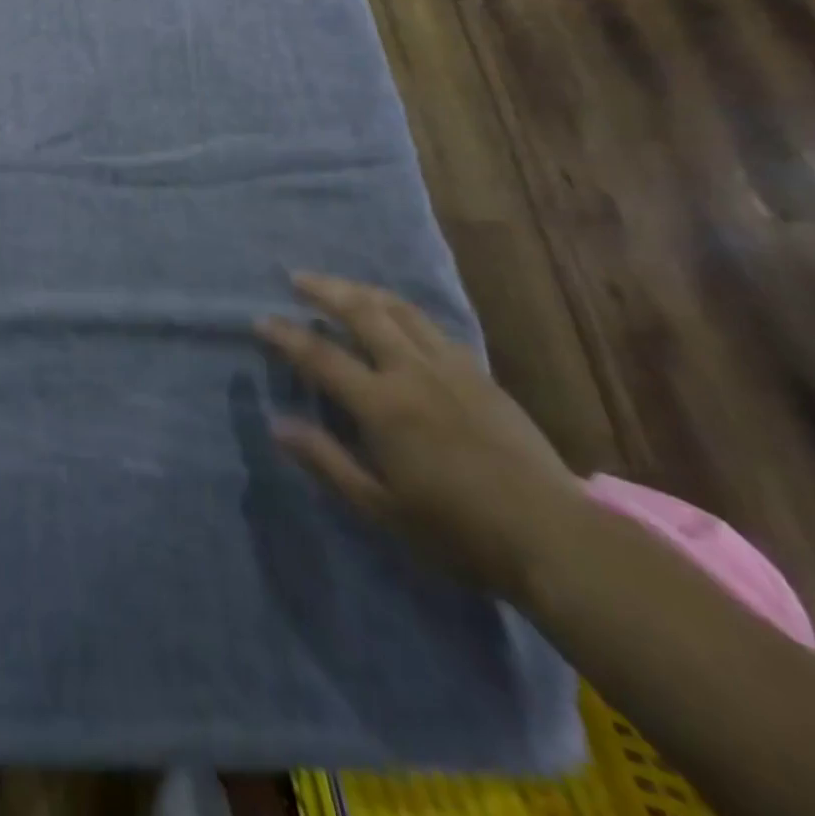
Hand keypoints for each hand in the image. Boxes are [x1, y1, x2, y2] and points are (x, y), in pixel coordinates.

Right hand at [256, 273, 586, 597]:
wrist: (554, 537)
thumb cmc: (458, 530)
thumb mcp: (380, 507)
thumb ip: (326, 460)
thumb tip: (277, 424)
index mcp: (383, 404)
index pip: (321, 355)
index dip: (286, 335)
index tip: (260, 319)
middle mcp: (412, 372)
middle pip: (362, 312)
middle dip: (325, 289)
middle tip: (296, 277)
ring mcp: (451, 368)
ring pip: (400, 310)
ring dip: (363, 291)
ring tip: (341, 286)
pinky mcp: (480, 375)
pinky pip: (432, 327)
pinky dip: (402, 312)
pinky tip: (396, 318)